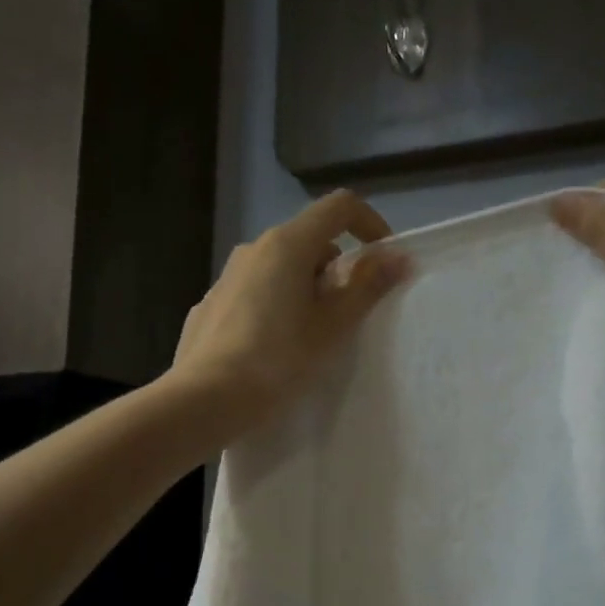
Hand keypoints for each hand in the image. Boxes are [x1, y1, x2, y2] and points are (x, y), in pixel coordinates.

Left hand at [169, 189, 408, 435]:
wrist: (206, 398)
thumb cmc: (279, 359)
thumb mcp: (333, 326)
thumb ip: (368, 286)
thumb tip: (398, 257)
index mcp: (288, 244)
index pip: (339, 207)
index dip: (369, 224)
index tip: (382, 260)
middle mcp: (254, 248)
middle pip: (310, 239)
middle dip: (337, 268)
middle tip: (346, 314)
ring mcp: (228, 275)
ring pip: (281, 267)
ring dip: (306, 287)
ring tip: (311, 335)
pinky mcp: (212, 303)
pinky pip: (257, 291)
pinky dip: (277, 304)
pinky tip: (274, 347)